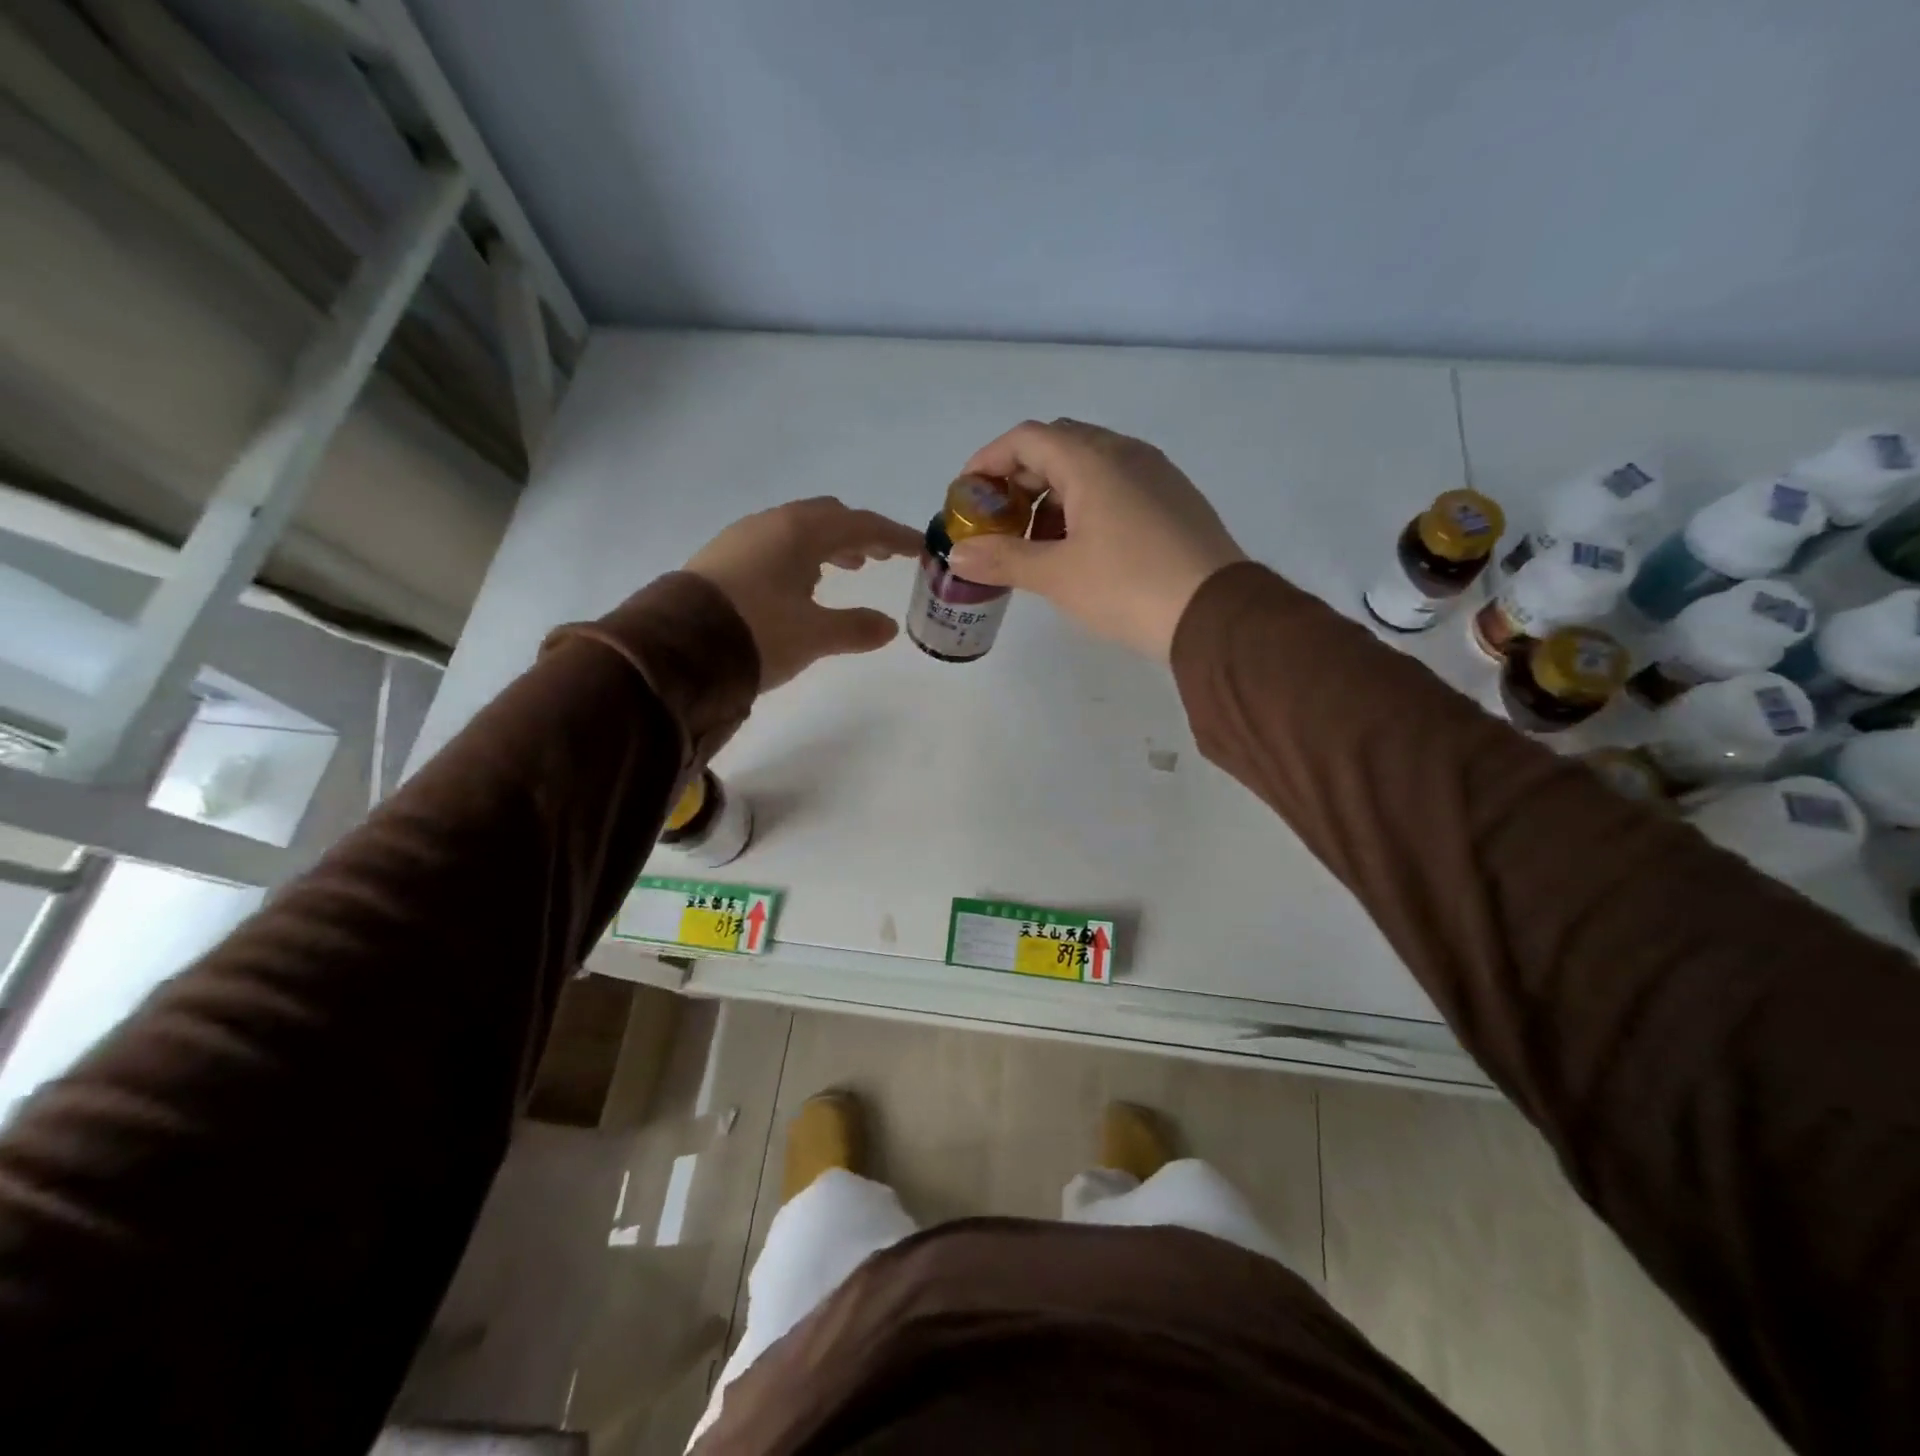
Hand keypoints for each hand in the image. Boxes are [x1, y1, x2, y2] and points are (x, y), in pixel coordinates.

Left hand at [686, 497, 922, 691]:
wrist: (677, 649)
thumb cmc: (758, 633)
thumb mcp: (814, 636)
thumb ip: (856, 628)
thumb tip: (888, 627)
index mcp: (800, 532)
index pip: (861, 525)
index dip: (894, 536)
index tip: (919, 548)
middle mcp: (771, 524)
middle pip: (828, 518)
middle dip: (859, 535)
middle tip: (880, 557)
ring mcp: (742, 538)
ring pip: (798, 530)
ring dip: (828, 545)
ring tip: (846, 569)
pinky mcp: (721, 558)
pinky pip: (774, 545)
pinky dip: (799, 556)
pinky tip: (799, 583)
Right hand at [946, 419, 1246, 660]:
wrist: (1216, 614)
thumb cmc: (1128, 587)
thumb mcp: (1057, 576)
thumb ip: (1003, 559)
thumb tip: (959, 556)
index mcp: (1093, 460)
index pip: (1027, 438)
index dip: (988, 460)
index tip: (966, 493)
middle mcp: (1126, 453)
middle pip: (1058, 446)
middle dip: (1020, 478)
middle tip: (999, 519)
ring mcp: (1156, 474)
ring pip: (1090, 466)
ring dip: (1054, 494)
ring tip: (1037, 541)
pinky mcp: (1174, 499)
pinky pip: (1118, 485)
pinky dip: (1086, 504)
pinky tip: (1081, 547)